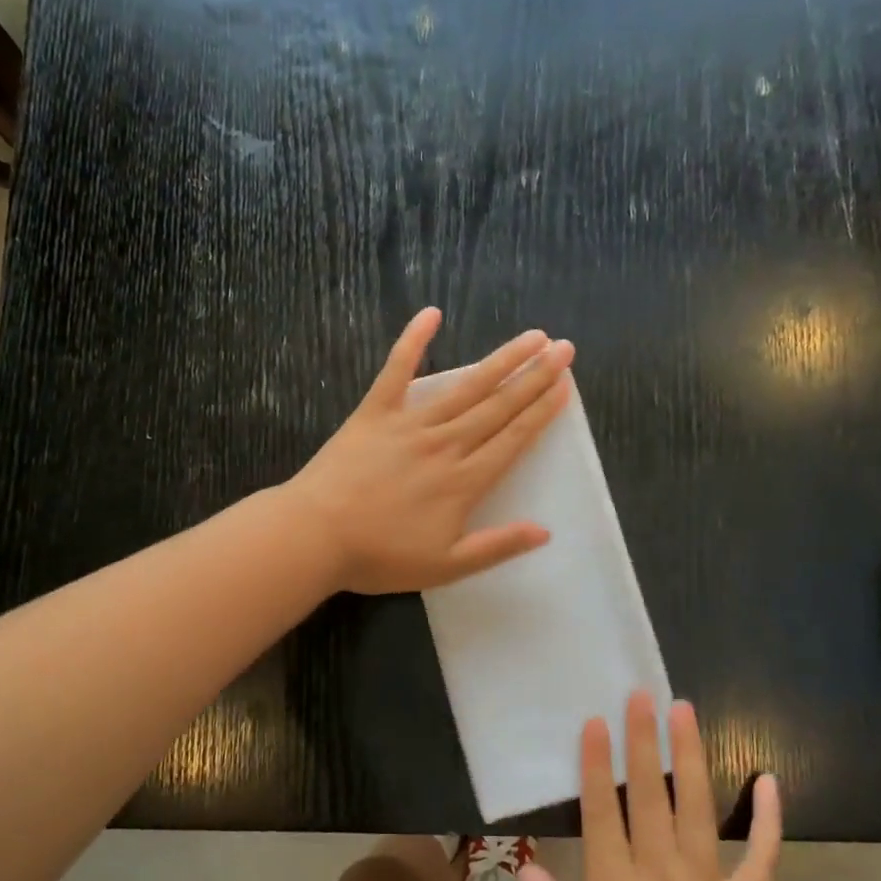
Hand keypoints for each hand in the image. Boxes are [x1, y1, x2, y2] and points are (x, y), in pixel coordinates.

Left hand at [288, 307, 573, 593]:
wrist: (315, 537)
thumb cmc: (380, 557)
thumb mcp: (445, 566)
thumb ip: (496, 546)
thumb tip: (544, 532)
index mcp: (464, 481)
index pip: (514, 438)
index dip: (542, 411)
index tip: (565, 385)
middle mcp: (445, 444)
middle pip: (498, 406)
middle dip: (534, 377)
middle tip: (563, 349)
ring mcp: (409, 424)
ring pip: (464, 387)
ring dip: (500, 360)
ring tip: (530, 337)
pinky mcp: (374, 413)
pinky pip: (396, 371)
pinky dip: (412, 341)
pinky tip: (430, 314)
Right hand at [519, 692, 783, 880]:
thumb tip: (526, 864)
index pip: (603, 813)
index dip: (598, 765)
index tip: (596, 721)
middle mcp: (662, 876)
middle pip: (651, 797)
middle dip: (644, 742)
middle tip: (643, 694)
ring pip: (698, 810)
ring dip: (691, 758)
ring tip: (687, 713)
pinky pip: (762, 856)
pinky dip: (768, 819)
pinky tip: (769, 781)